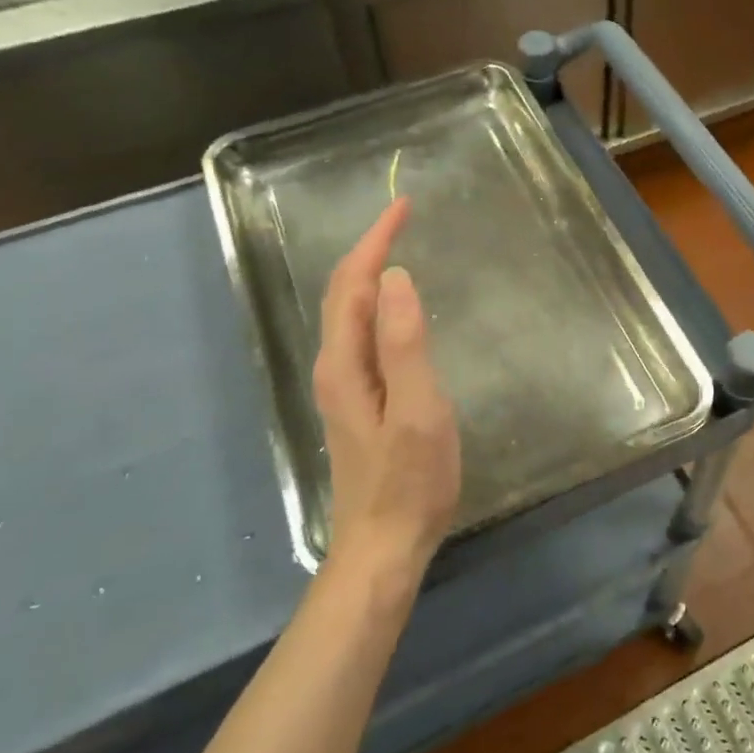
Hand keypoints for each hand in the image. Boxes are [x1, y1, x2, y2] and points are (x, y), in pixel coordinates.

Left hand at [312, 198, 461, 595]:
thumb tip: (395, 277)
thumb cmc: (409, 481)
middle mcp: (334, 366)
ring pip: (348, 311)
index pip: (353, 283)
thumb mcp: (419, 410)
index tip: (404, 205)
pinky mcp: (357, 400)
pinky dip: (375, 301)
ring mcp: (343, 385)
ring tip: (399, 246)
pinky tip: (395, 306)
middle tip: (403, 217)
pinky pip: (361, 331)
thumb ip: (404, 343)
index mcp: (345, 362)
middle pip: (342, 292)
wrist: (383, 546)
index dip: (376, 240)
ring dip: (369, 271)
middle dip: (368, 247)